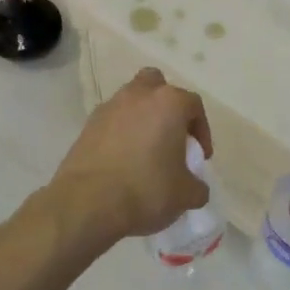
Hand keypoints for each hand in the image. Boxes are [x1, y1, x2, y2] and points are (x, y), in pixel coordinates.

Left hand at [48, 69, 213, 244]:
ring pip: (131, 101)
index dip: (201, 130)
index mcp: (168, 103)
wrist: (87, 202)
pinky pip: (112, 121)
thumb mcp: (185, 195)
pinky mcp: (87, 125)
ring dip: (141, 119)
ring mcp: (109, 108)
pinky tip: (123, 161)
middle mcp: (138, 95)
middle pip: (157, 86)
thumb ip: (197, 186)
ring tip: (145, 151)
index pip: (193, 105)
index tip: (199, 156)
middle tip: (171, 136)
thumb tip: (195, 186)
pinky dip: (120, 133)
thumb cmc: (146, 190)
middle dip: (166, 106)